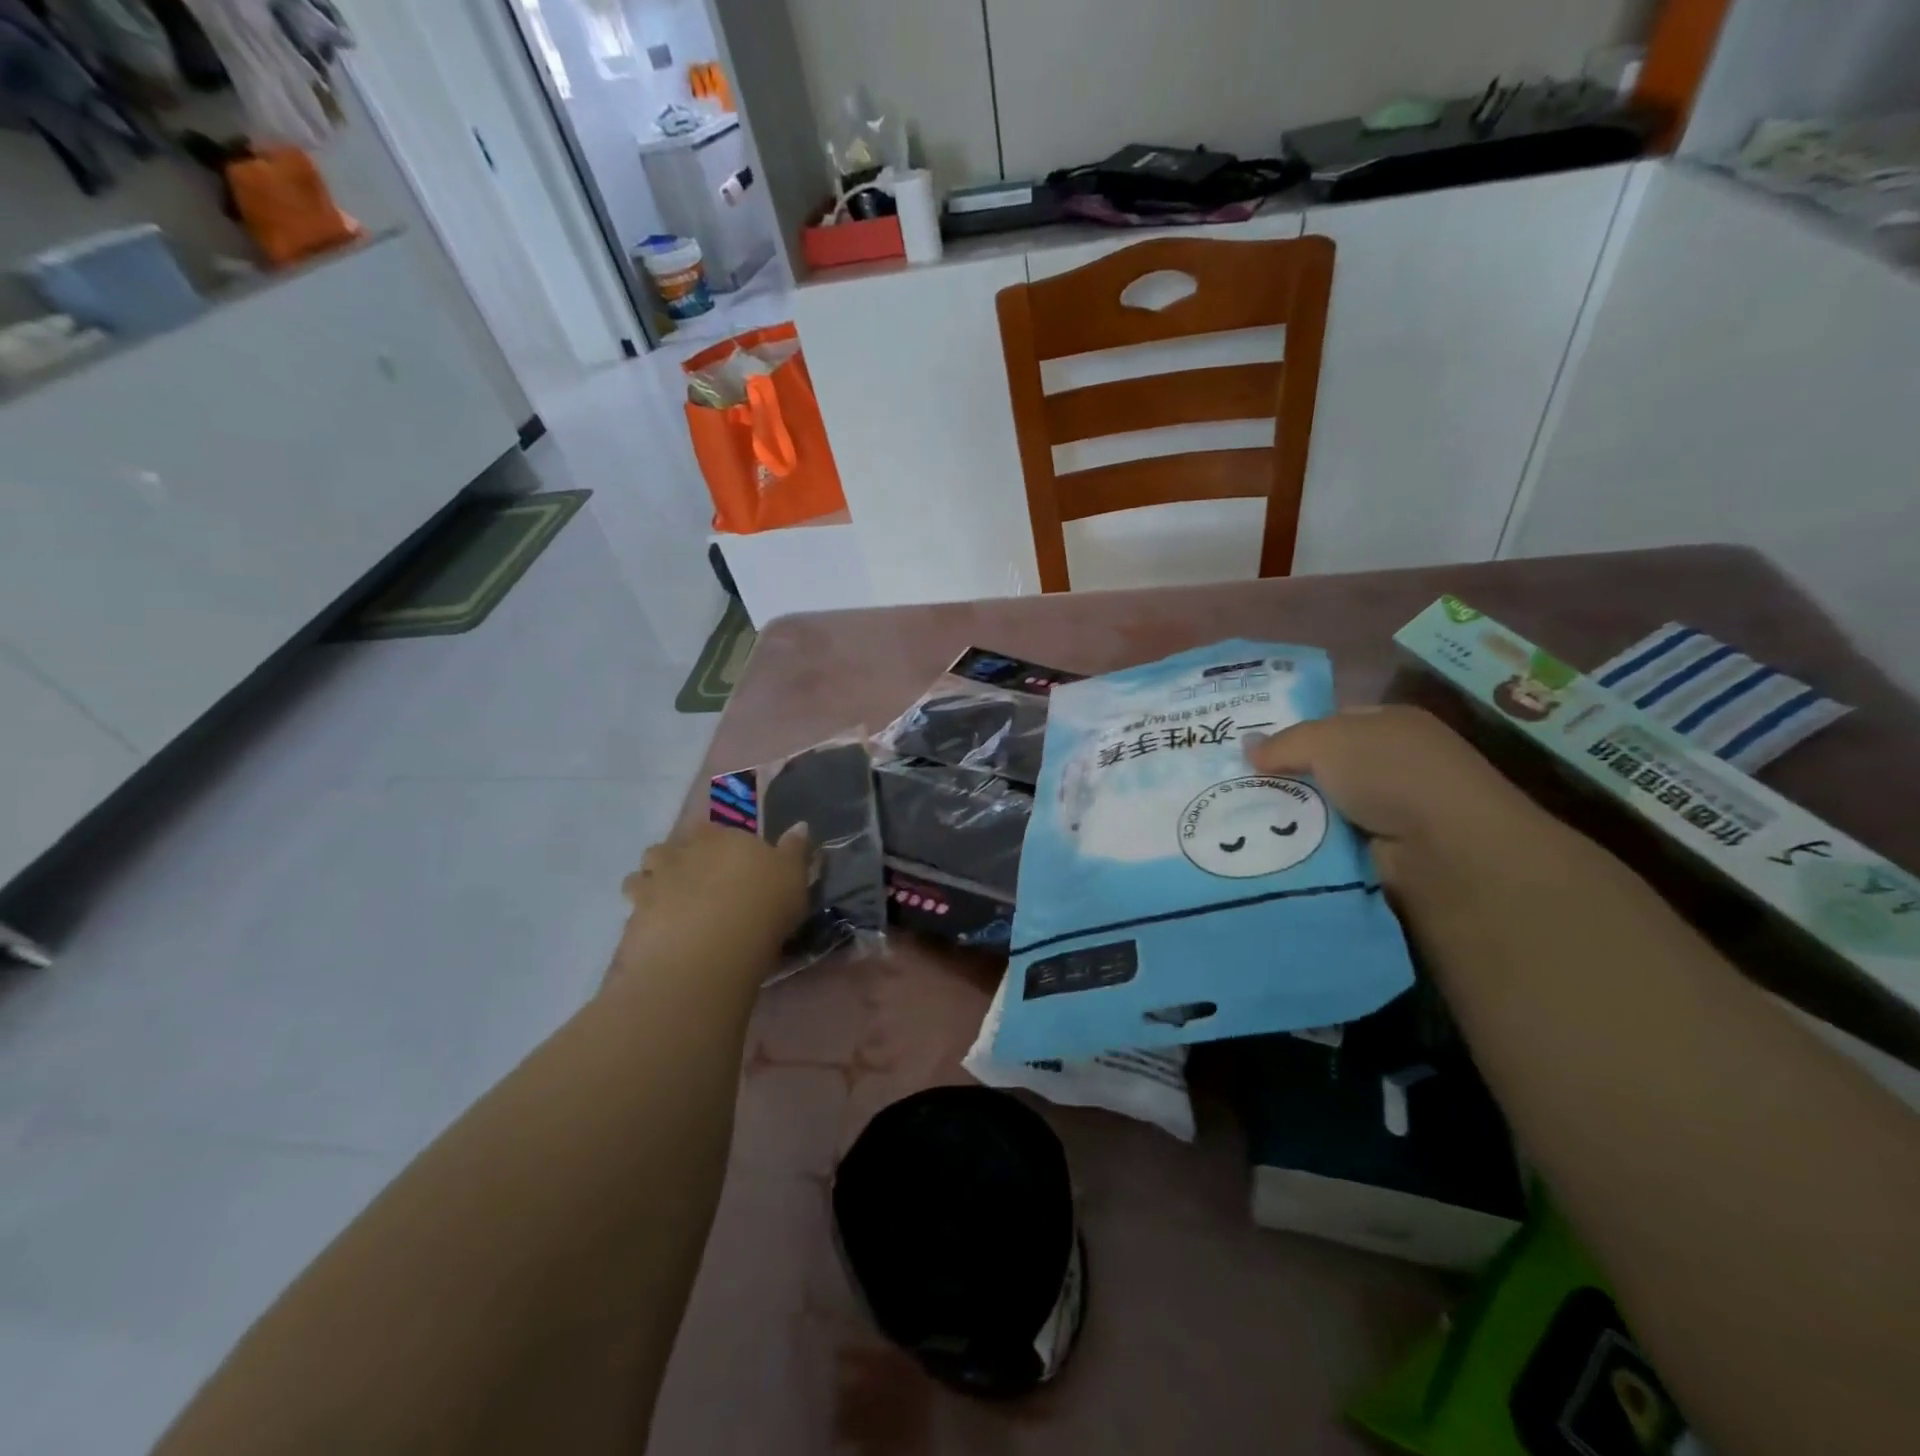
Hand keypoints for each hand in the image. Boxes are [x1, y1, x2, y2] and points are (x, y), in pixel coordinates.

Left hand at [611, 822, 811, 990]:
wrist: (712, 947)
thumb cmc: (763, 904)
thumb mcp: (793, 876)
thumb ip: (793, 850)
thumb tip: (799, 825)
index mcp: (720, 836)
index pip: (713, 829)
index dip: (717, 844)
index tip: (727, 861)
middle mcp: (682, 851)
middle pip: (671, 847)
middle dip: (678, 860)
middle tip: (695, 884)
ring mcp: (653, 882)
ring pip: (642, 875)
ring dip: (651, 885)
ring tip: (669, 907)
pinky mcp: (634, 916)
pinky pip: (634, 911)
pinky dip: (643, 918)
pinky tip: (659, 934)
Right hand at [1244, 706, 1537, 879]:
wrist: (1446, 853)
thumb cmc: (1392, 775)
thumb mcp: (1327, 740)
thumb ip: (1283, 742)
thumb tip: (1246, 748)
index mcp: (1390, 725)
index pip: (1332, 723)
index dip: (1291, 733)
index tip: (1247, 751)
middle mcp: (1392, 766)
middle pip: (1321, 769)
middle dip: (1281, 779)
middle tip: (1230, 788)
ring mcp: (1389, 813)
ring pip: (1318, 810)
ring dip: (1286, 818)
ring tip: (1236, 822)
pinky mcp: (1381, 856)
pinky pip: (1325, 846)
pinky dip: (1302, 849)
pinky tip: (1267, 850)